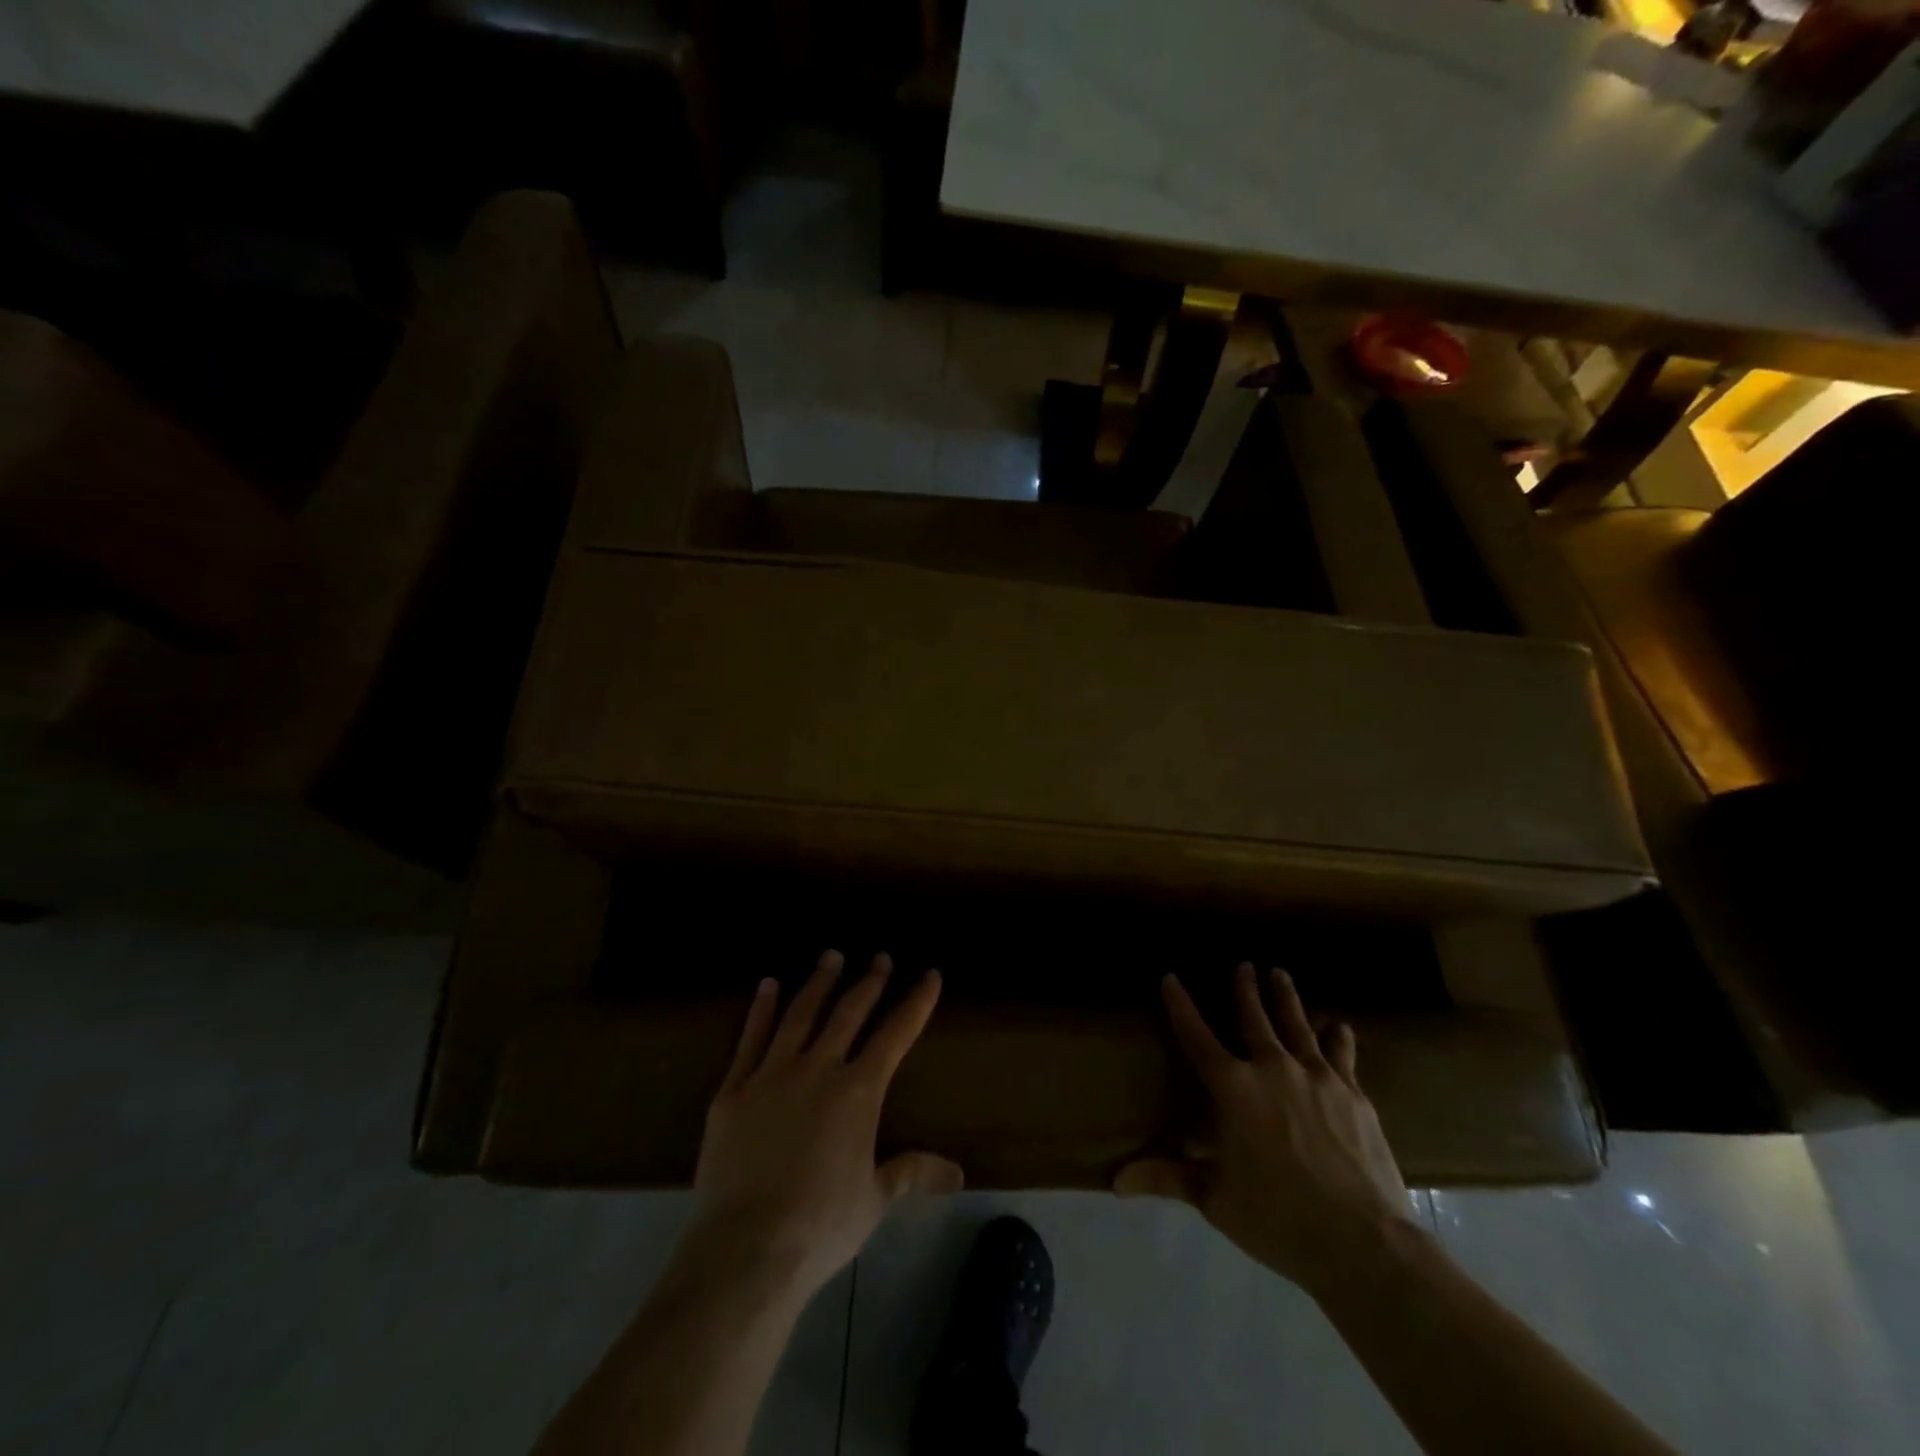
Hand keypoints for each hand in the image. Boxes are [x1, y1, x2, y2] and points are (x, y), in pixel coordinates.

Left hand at [685, 950, 963, 1303]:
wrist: (745, 1248)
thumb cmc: (820, 1226)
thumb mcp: (873, 1200)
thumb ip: (911, 1173)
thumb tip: (957, 1174)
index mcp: (858, 1092)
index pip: (896, 1035)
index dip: (916, 1002)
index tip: (930, 974)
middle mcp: (818, 1069)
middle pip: (848, 1013)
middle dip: (869, 982)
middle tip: (881, 957)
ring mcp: (772, 1074)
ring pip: (800, 1014)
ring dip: (819, 982)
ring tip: (832, 956)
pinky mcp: (734, 1089)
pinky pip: (750, 1038)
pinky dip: (762, 1009)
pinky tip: (769, 985)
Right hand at [1115, 964, 1416, 1299]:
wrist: (1362, 1242)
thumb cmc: (1277, 1219)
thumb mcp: (1214, 1199)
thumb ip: (1167, 1177)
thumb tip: (1115, 1181)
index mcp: (1232, 1088)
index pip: (1196, 1035)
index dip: (1180, 1005)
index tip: (1170, 977)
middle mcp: (1271, 1068)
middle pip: (1253, 1017)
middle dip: (1244, 988)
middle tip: (1242, 965)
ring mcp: (1316, 1076)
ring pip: (1296, 1024)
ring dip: (1285, 997)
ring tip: (1279, 974)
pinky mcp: (1353, 1093)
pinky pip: (1341, 1053)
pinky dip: (1337, 1036)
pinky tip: (1339, 1024)